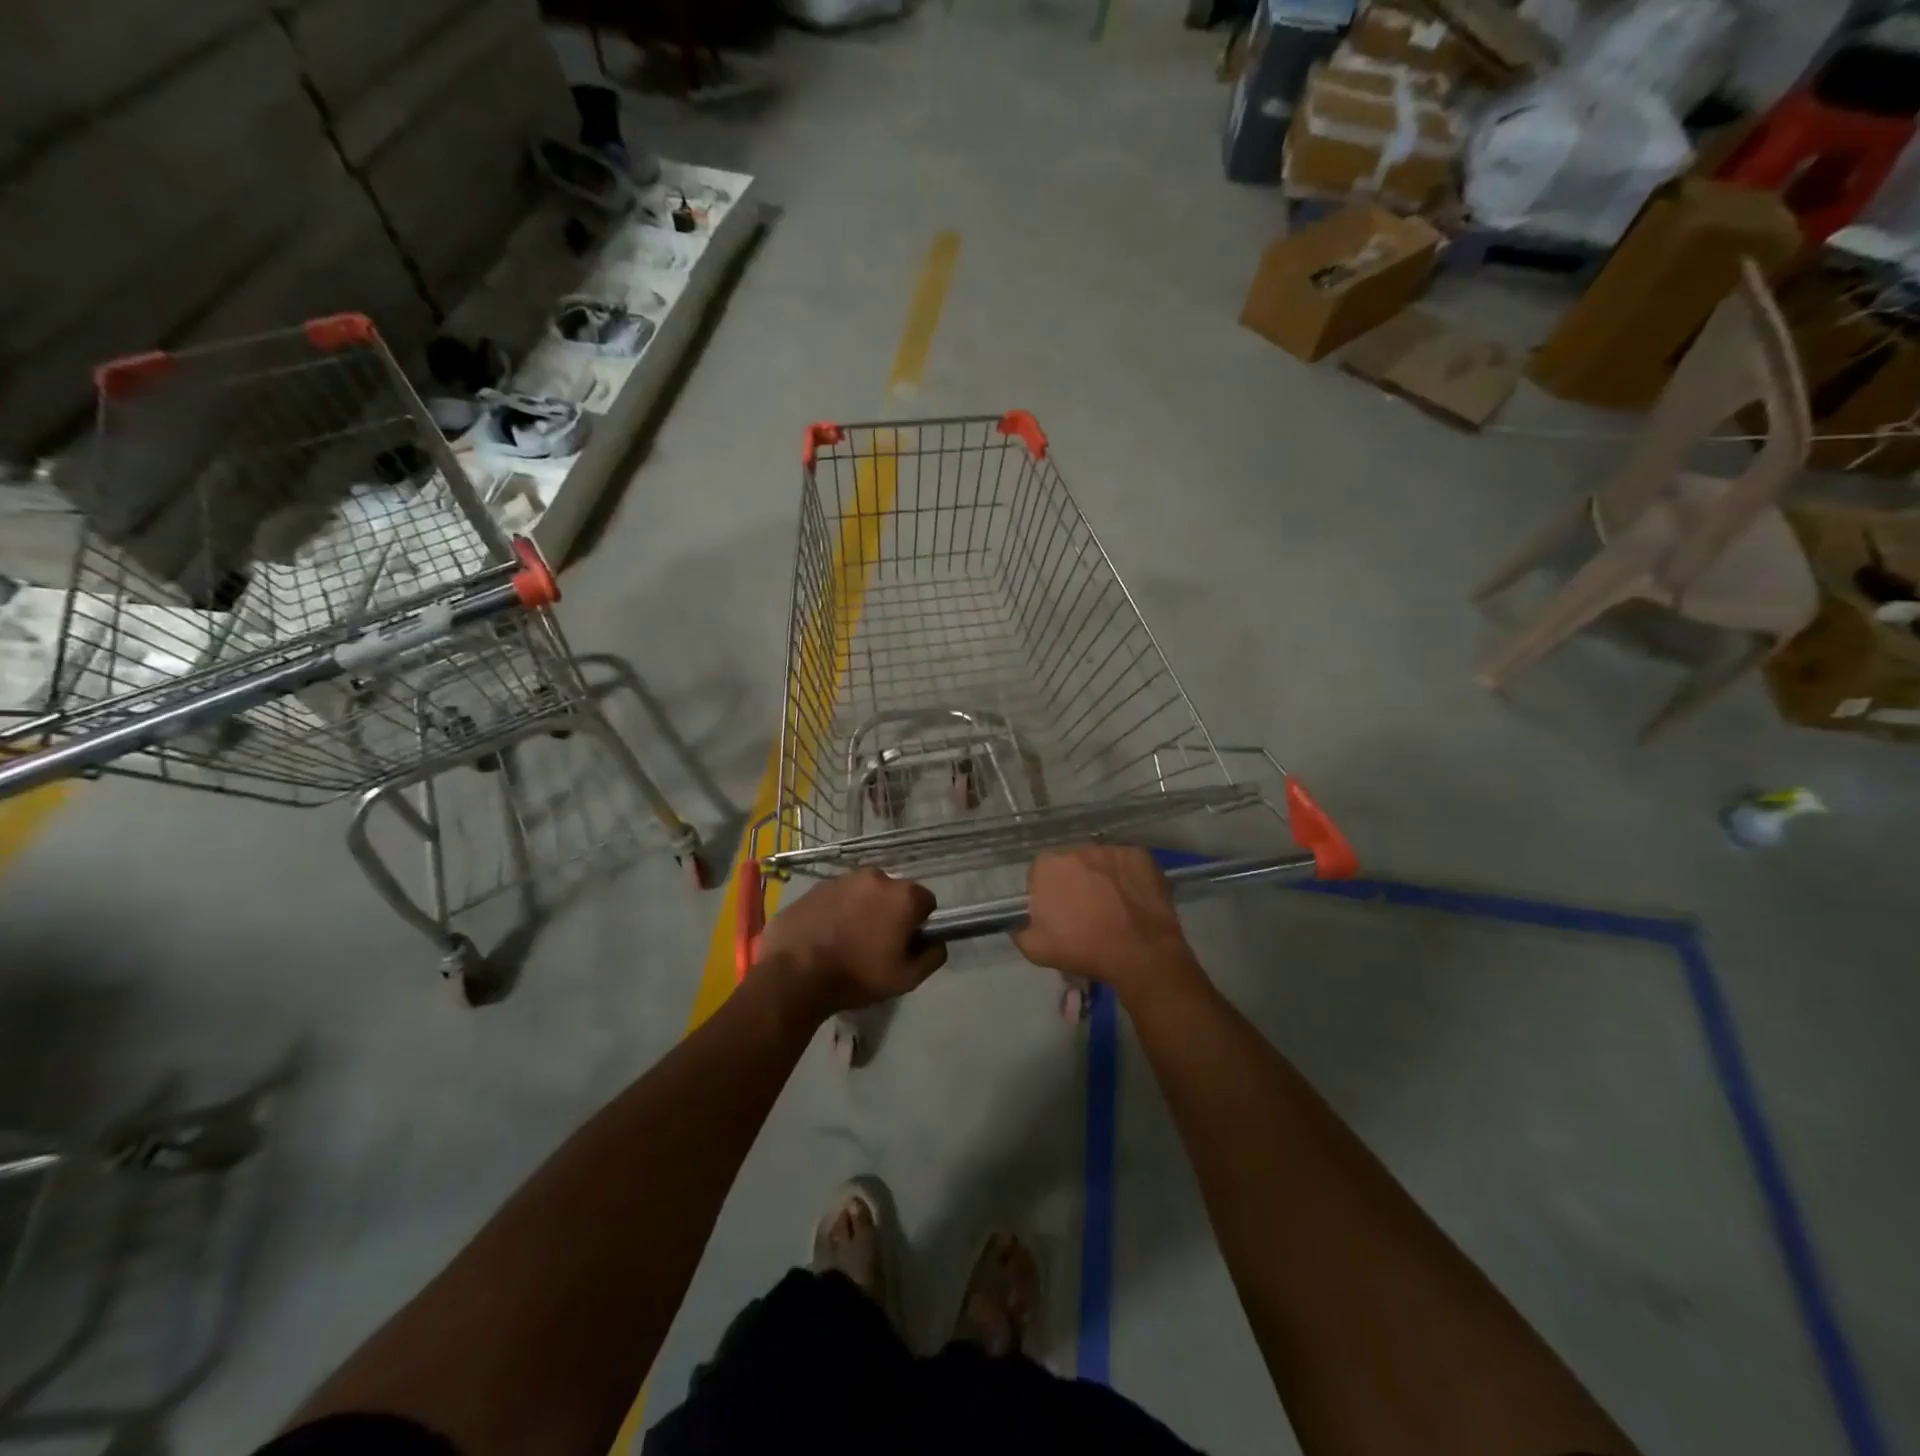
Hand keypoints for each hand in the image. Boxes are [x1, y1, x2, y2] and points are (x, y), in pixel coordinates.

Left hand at [758, 868, 946, 1017]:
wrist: (795, 974)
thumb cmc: (857, 975)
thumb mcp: (906, 978)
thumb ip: (932, 957)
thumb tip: (937, 942)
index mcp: (902, 895)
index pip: (926, 902)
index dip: (919, 925)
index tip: (904, 945)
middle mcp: (875, 877)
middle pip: (893, 894)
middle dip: (889, 914)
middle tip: (875, 945)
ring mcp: (842, 879)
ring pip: (863, 893)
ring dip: (862, 910)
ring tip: (846, 941)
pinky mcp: (815, 887)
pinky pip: (836, 897)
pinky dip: (836, 911)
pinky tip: (825, 936)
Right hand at [1012, 847, 1203, 1003]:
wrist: (1140, 953)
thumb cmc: (1084, 949)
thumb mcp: (1035, 950)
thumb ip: (1019, 928)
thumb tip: (1017, 921)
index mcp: (1047, 866)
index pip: (1040, 874)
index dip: (1049, 894)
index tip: (1059, 912)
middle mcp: (1076, 849)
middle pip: (1070, 864)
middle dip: (1075, 881)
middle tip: (1086, 909)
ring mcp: (1110, 849)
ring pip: (1099, 861)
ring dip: (1101, 877)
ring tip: (1113, 904)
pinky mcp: (1139, 854)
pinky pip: (1126, 862)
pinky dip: (1127, 876)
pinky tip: (1132, 898)